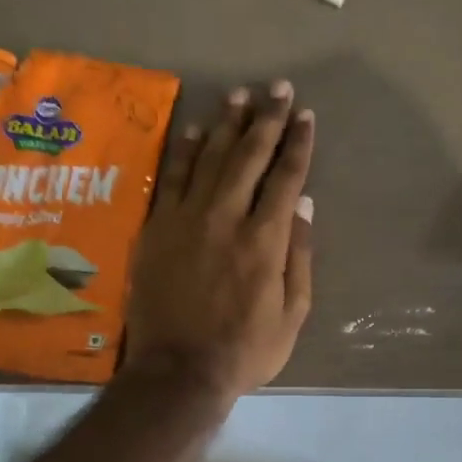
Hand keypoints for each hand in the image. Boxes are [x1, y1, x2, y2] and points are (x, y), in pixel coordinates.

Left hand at [124, 81, 314, 404]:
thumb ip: (298, 256)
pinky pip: (171, 178)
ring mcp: (186, 219)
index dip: (297, 144)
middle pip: (248, 156)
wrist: (178, 372)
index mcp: (264, 240)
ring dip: (226, 124)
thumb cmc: (245, 350)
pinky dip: (184, 151)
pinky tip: (195, 130)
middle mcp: (225, 218)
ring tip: (240, 96)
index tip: (304, 116)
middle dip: (266, 119)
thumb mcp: (292, 314)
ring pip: (209, 158)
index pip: (285, 178)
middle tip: (278, 89)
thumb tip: (302, 203)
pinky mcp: (157, 228)